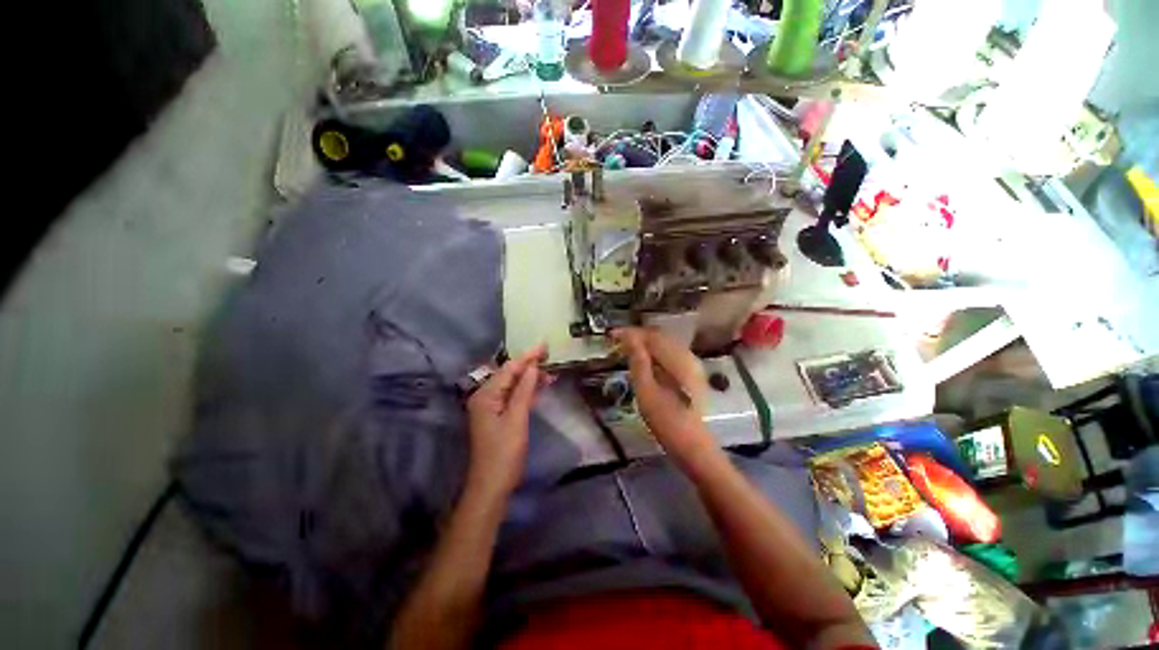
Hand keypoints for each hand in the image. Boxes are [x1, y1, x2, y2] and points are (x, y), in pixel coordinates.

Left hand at [465, 345, 546, 495]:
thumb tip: (532, 366)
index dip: (527, 356)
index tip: (544, 346)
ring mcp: (491, 407)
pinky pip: (513, 397)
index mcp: (485, 395)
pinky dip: (527, 391)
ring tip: (550, 371)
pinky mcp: (498, 416)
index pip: (508, 369)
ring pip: (513, 385)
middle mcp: (485, 397)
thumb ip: (524, 391)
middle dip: (529, 365)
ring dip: (530, 378)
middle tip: (549, 356)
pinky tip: (539, 387)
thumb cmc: (504, 453)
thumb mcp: (516, 419)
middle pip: (509, 375)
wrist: (491, 486)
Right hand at [612, 328, 714, 461]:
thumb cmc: (666, 420)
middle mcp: (687, 356)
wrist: (693, 445)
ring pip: (665, 343)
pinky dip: (654, 351)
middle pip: (659, 336)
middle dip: (637, 335)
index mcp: (677, 360)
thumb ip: (638, 361)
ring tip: (626, 348)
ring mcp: (692, 364)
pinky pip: (669, 352)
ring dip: (645, 342)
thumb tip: (629, 338)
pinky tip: (643, 359)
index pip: (651, 336)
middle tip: (616, 341)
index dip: (630, 333)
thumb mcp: (646, 391)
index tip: (612, 335)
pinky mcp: (691, 373)